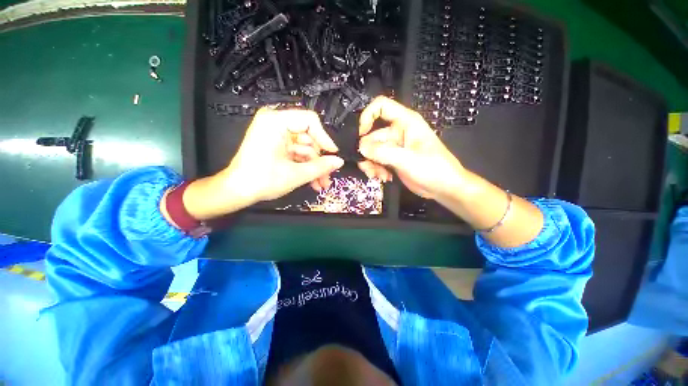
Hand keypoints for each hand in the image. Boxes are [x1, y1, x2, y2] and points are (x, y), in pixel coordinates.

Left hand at [180, 108, 343, 219]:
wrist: (237, 191)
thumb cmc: (262, 180)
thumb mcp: (296, 174)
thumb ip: (321, 167)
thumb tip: (339, 161)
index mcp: (275, 122)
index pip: (309, 121)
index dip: (325, 138)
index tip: (333, 154)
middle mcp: (276, 123)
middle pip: (309, 137)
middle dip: (320, 160)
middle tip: (327, 177)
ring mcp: (276, 135)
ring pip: (305, 148)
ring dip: (315, 167)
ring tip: (321, 184)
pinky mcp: (277, 145)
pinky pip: (298, 153)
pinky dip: (306, 166)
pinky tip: (313, 181)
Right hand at [357, 96, 466, 199]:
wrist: (444, 188)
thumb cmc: (434, 169)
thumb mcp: (408, 159)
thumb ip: (383, 152)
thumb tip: (362, 147)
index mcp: (406, 122)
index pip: (381, 107)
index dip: (367, 116)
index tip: (361, 134)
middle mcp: (398, 132)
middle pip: (372, 135)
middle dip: (369, 153)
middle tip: (371, 167)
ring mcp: (395, 147)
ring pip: (372, 151)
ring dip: (371, 163)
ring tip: (378, 175)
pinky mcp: (393, 160)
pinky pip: (376, 161)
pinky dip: (376, 169)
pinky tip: (383, 177)